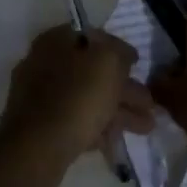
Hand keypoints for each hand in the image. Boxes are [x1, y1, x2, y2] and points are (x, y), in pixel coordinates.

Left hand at [0, 26, 153, 186]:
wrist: (37, 149)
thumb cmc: (77, 95)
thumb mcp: (108, 61)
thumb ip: (120, 51)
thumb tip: (124, 55)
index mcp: (55, 40)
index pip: (93, 37)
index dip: (119, 50)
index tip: (138, 66)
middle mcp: (43, 63)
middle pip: (92, 72)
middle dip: (124, 89)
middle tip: (150, 104)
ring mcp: (39, 97)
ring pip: (87, 98)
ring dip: (118, 111)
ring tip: (146, 127)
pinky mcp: (40, 127)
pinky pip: (76, 121)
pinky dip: (98, 127)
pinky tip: (116, 141)